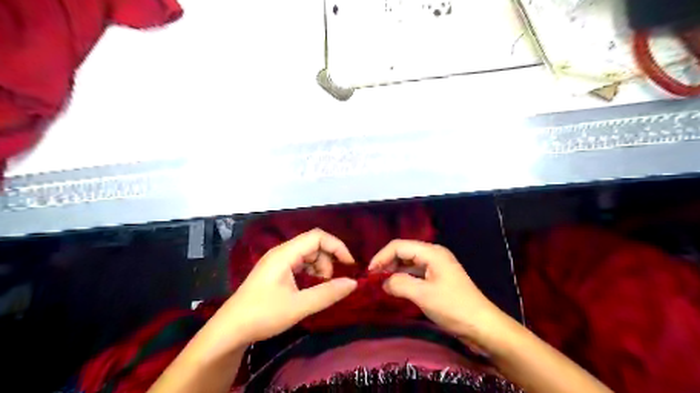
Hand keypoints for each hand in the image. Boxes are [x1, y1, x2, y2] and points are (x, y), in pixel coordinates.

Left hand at [211, 231, 355, 346]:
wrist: (230, 330)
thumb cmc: (262, 315)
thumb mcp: (298, 306)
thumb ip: (327, 294)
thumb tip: (353, 283)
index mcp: (285, 253)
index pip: (317, 236)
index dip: (337, 246)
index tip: (350, 265)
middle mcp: (281, 252)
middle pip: (313, 245)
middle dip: (328, 262)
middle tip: (330, 285)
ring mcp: (278, 262)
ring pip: (308, 256)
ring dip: (319, 270)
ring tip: (318, 291)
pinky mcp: (276, 272)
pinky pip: (300, 265)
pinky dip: (310, 275)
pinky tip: (309, 291)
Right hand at [368, 238, 499, 342]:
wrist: (483, 326)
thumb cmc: (454, 307)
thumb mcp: (423, 295)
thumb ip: (399, 284)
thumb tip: (383, 282)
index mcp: (432, 252)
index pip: (399, 246)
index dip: (381, 256)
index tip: (369, 273)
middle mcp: (434, 254)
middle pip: (404, 251)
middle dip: (387, 262)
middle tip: (373, 278)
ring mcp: (437, 266)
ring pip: (409, 262)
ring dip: (394, 270)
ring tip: (381, 283)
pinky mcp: (438, 278)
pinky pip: (416, 272)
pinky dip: (404, 278)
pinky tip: (396, 287)